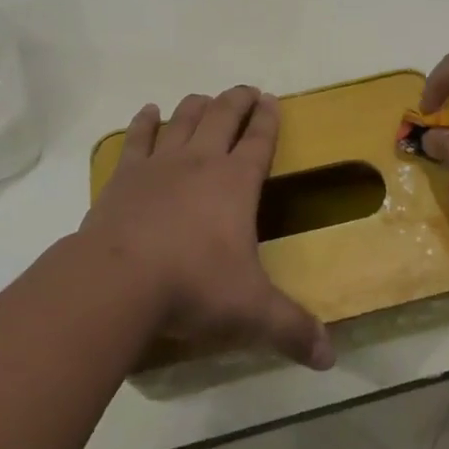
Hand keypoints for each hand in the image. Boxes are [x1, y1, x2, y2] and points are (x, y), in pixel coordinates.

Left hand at [79, 86, 333, 369]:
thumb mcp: (251, 313)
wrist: (117, 282)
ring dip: (197, 105)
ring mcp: (160, 163)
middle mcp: (201, 161)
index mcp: (236, 182)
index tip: (272, 100)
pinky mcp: (125, 175)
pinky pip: (137, 137)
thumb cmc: (192, 288)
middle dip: (237, 100)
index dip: (268, 118)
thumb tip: (330, 358)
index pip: (259, 140)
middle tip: (246, 91)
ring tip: (205, 99)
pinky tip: (149, 112)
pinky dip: (144, 122)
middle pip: (223, 115)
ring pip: (184, 118)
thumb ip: (292, 329)